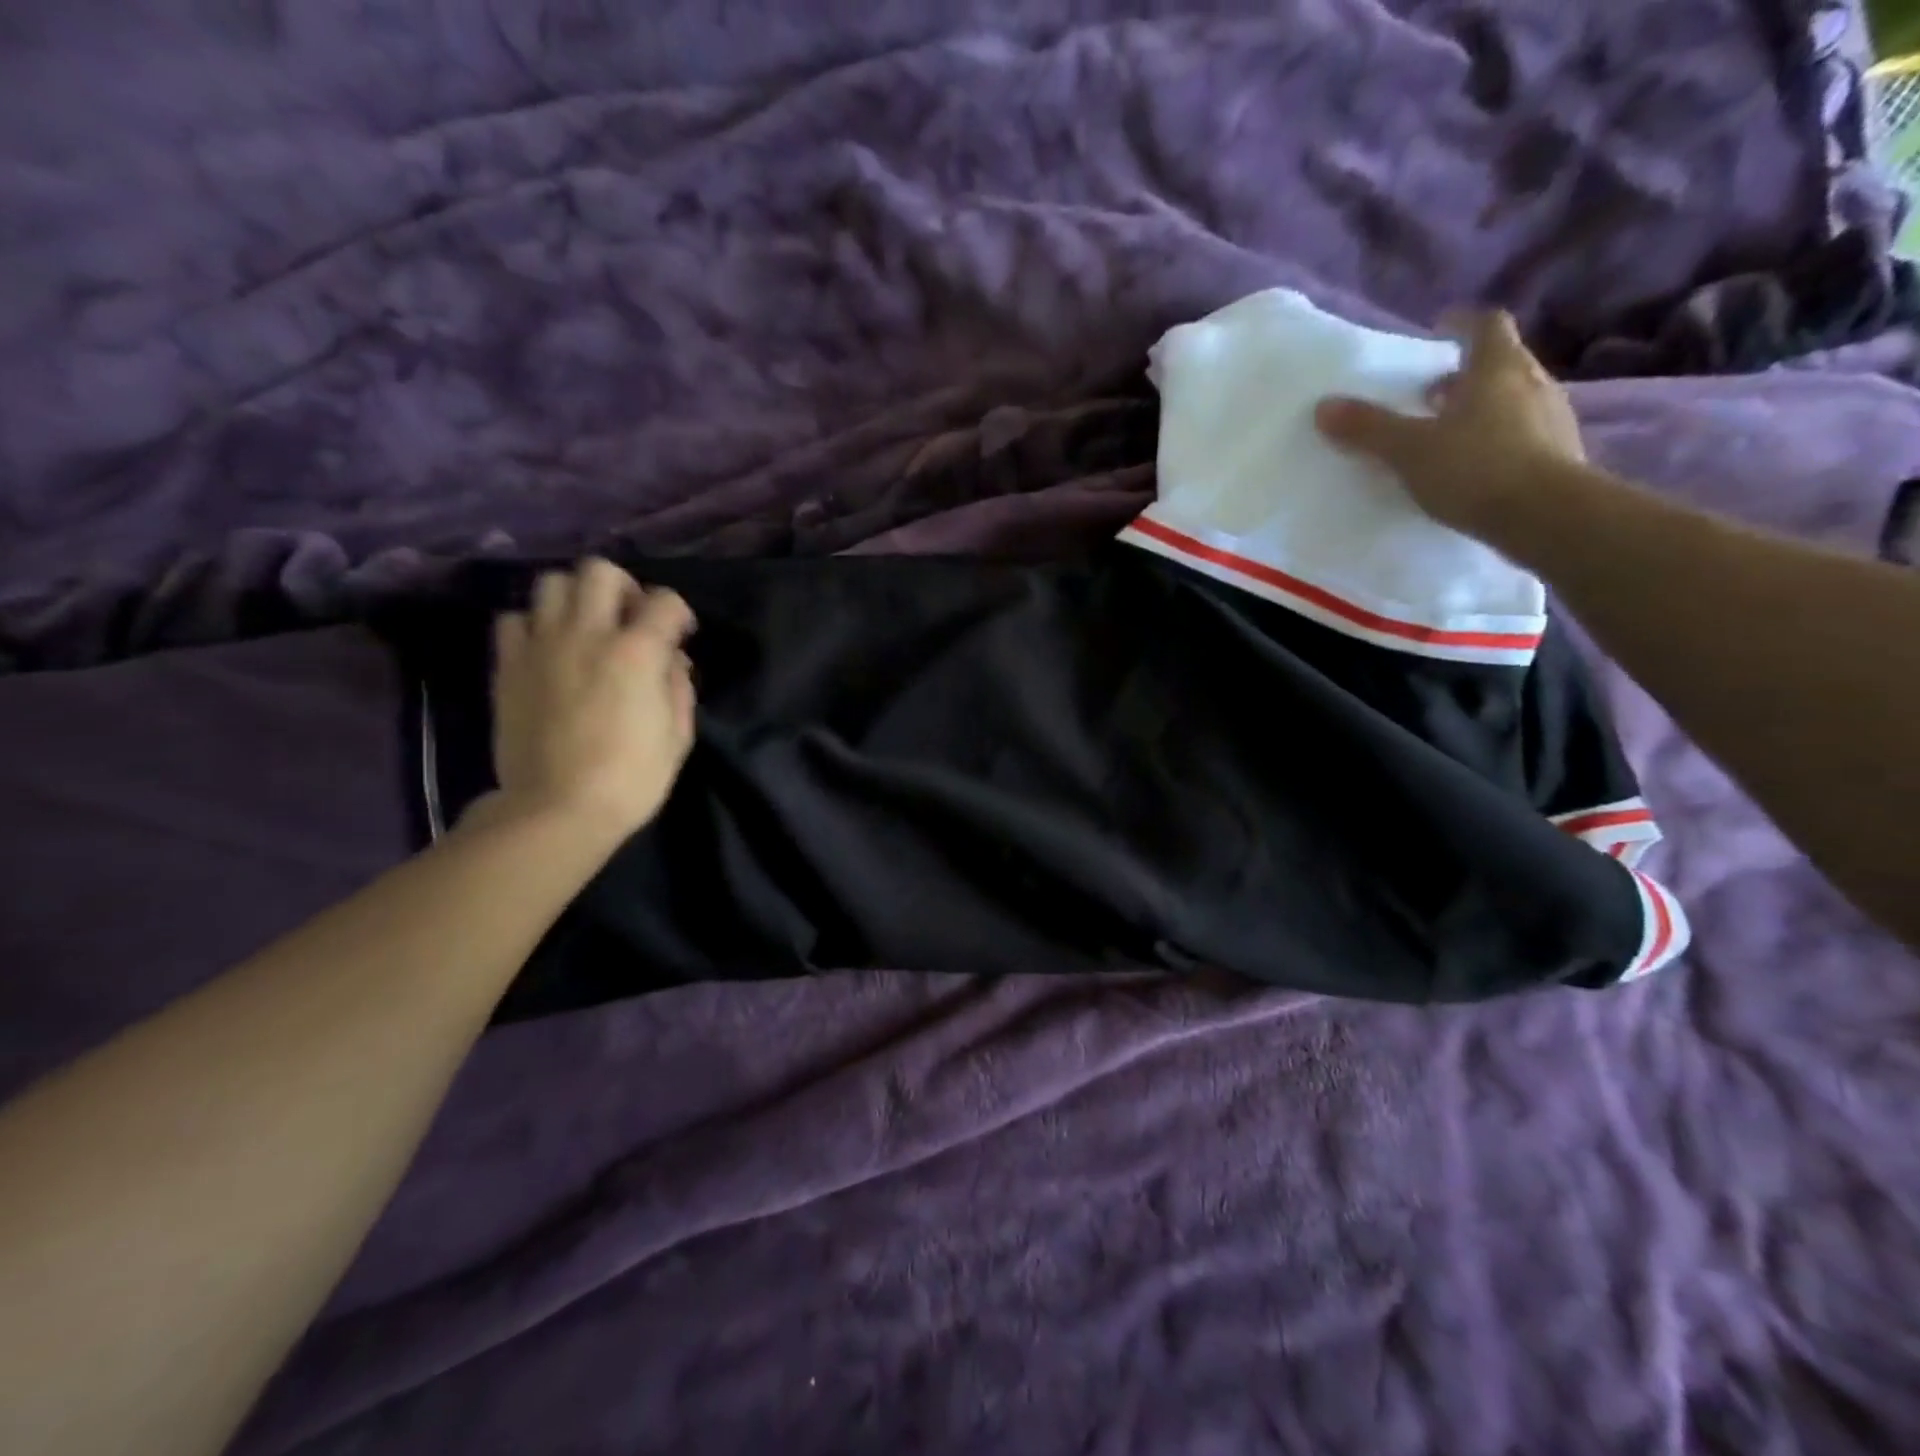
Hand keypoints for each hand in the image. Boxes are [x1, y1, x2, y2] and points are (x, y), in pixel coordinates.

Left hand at [485, 558, 696, 842]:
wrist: (557, 810)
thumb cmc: (632, 779)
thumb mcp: (678, 736)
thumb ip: (679, 687)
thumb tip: (670, 662)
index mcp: (638, 652)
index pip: (665, 601)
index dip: (679, 614)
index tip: (680, 635)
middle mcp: (588, 634)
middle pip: (601, 571)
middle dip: (624, 588)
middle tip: (628, 620)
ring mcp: (541, 645)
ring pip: (552, 583)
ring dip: (576, 599)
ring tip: (585, 629)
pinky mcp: (508, 665)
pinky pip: (513, 619)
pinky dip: (533, 626)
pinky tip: (547, 650)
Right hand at [1314, 310, 1587, 542]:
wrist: (1548, 517)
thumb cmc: (1476, 468)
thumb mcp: (1409, 450)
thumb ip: (1368, 428)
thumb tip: (1324, 406)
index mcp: (1498, 369)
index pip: (1485, 326)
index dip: (1461, 325)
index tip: (1438, 330)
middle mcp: (1532, 383)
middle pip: (1500, 364)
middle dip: (1463, 375)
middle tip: (1429, 394)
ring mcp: (1552, 420)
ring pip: (1511, 401)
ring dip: (1479, 409)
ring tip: (1445, 434)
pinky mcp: (1558, 456)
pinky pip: (1521, 435)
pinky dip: (1494, 441)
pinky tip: (1471, 468)